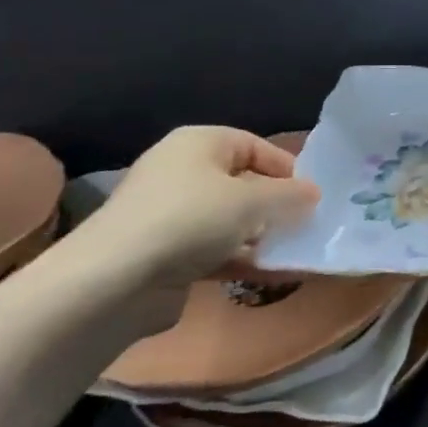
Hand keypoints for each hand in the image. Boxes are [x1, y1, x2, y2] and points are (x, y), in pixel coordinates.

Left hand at [59, 126, 320, 332]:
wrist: (114, 282)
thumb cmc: (190, 219)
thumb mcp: (252, 201)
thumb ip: (289, 196)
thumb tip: (313, 192)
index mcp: (198, 144)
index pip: (253, 145)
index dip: (285, 167)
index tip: (311, 194)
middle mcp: (182, 172)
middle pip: (241, 183)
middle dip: (275, 204)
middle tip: (306, 223)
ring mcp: (171, 215)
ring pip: (230, 220)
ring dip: (262, 235)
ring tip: (294, 251)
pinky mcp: (166, 254)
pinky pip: (216, 250)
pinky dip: (242, 258)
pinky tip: (271, 273)